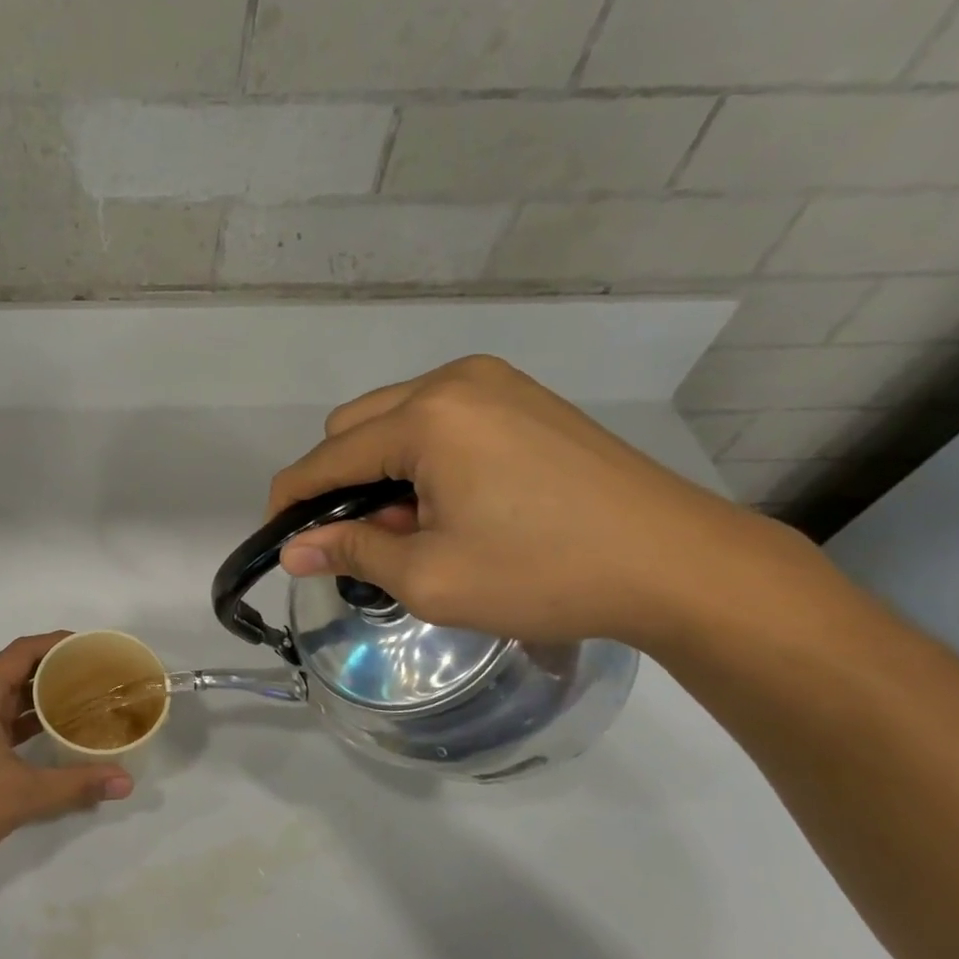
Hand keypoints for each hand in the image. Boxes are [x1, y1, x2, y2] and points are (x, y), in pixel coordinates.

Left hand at [0, 633, 133, 886]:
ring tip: (85, 702)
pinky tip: (54, 735)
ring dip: (42, 699)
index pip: (22, 651)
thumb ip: (76, 784)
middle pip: (16, 672)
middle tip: (98, 677)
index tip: (92, 647)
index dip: (57, 643)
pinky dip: (26, 723)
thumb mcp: (23, 795)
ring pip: (7, 699)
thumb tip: (126, 782)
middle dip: (56, 671)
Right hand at [267, 356, 807, 650]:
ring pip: (394, 420)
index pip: (325, 458)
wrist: (679, 564)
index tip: (278, 542)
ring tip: (415, 526)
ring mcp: (494, 383)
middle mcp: (453, 382)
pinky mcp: (523, 398)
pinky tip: (451, 502)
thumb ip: (350, 552)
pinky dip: (420, 458)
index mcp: (427, 417)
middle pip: (353, 427)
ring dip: (380, 471)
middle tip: (367, 540)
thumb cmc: (544, 573)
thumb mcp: (430, 577)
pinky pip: (439, 419)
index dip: (290, 502)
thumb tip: (292, 551)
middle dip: (339, 484)